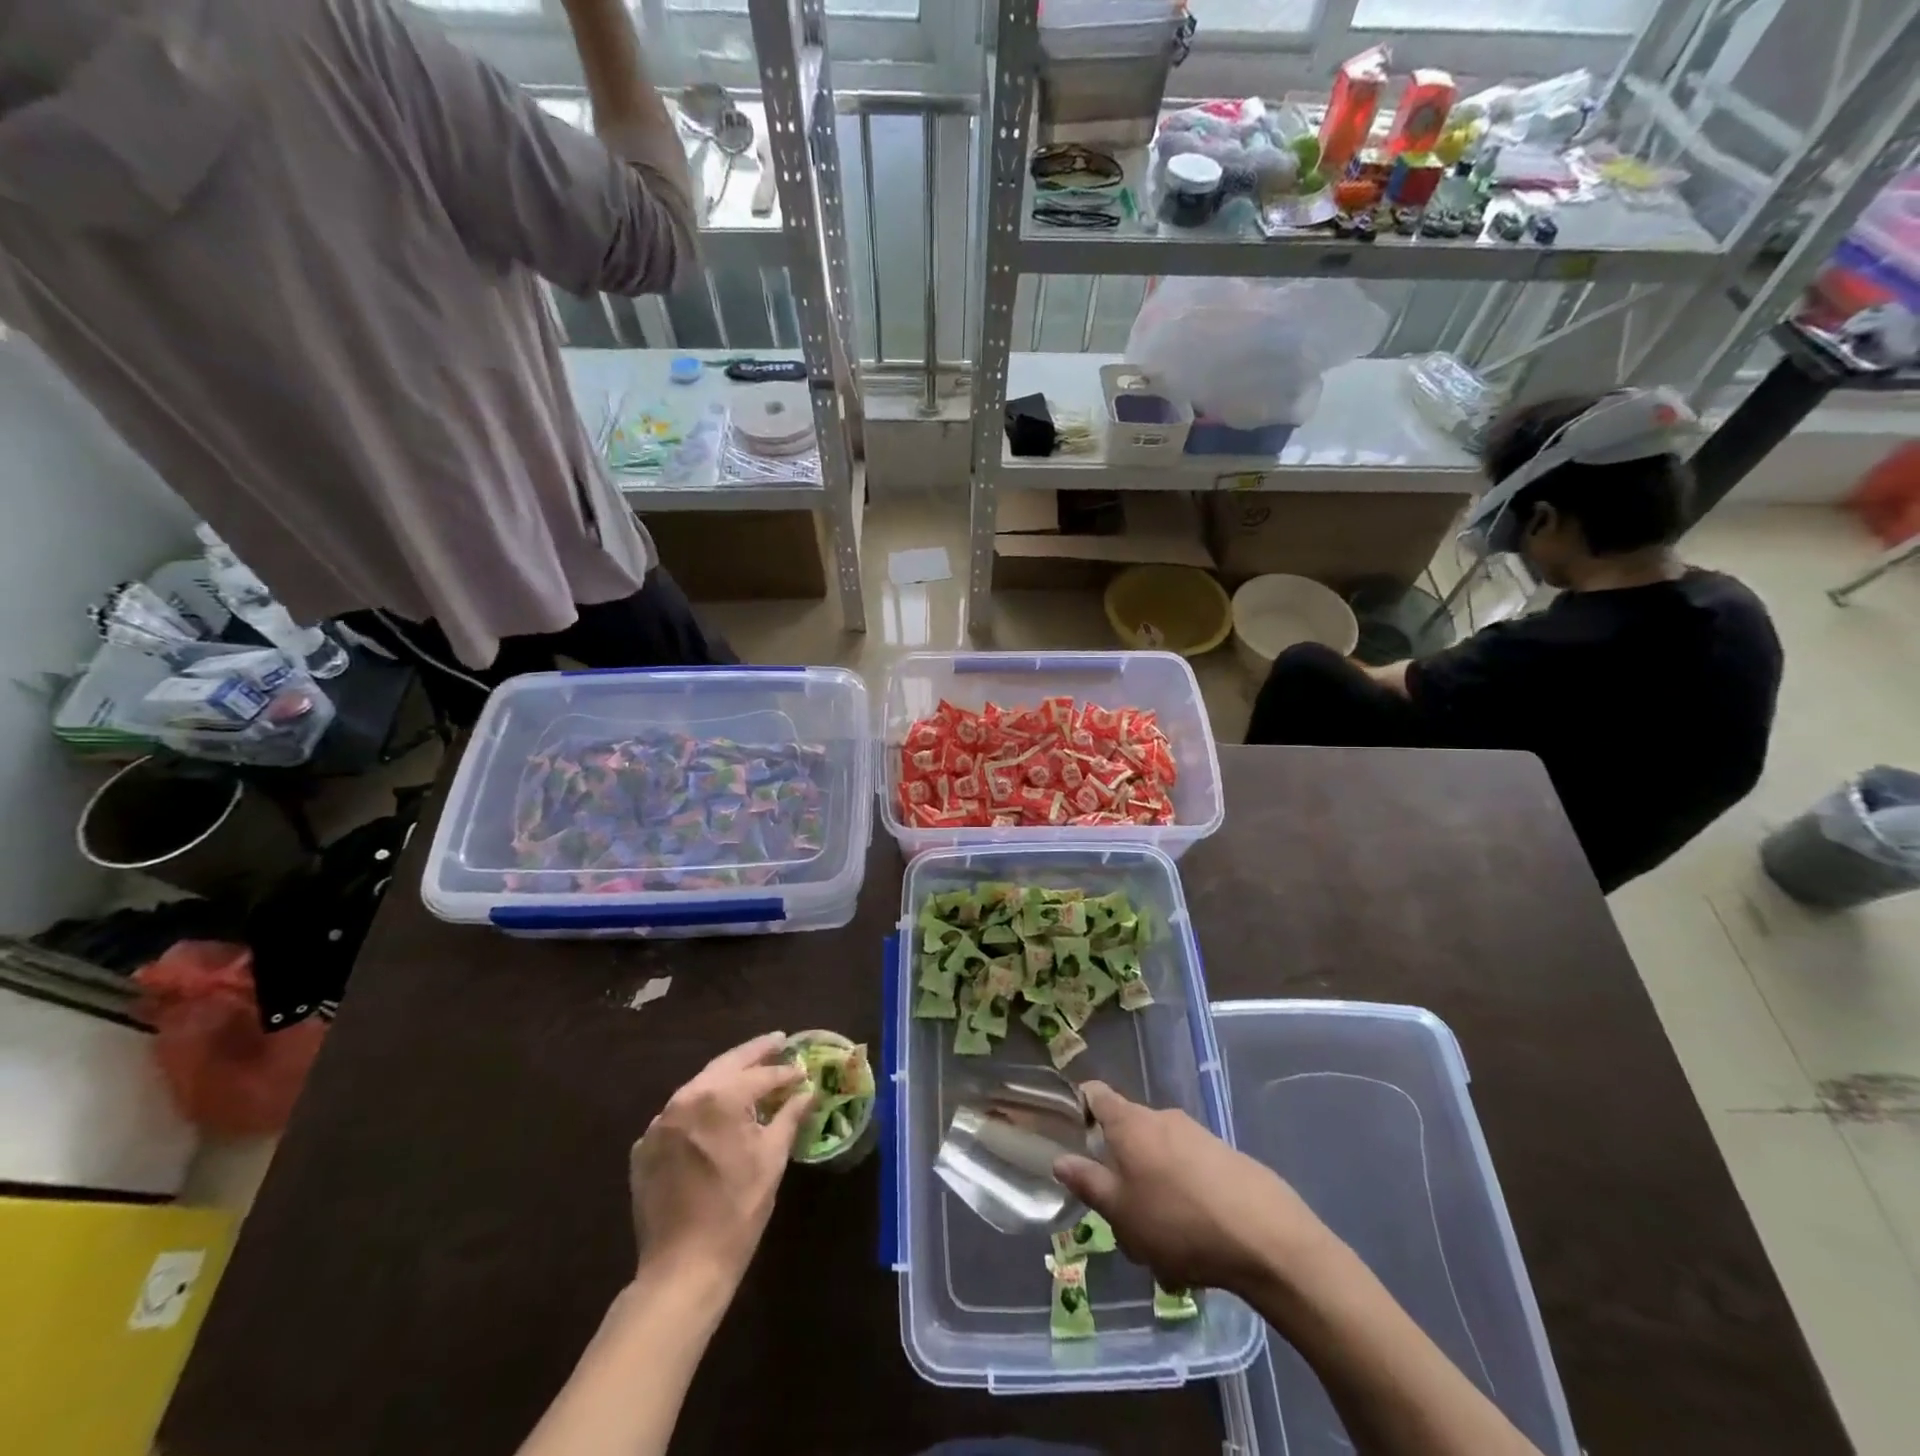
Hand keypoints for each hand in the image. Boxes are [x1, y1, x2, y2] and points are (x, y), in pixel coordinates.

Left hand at [629, 1032, 811, 1282]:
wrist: (682, 1268)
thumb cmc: (737, 1209)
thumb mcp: (772, 1158)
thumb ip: (789, 1115)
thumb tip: (807, 1091)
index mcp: (719, 1098)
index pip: (761, 1075)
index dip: (786, 1072)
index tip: (803, 1069)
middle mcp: (685, 1099)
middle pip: (725, 1065)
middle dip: (753, 1053)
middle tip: (777, 1041)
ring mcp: (659, 1123)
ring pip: (699, 1086)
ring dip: (726, 1077)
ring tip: (750, 1072)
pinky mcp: (644, 1147)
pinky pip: (678, 1114)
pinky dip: (700, 1106)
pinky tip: (716, 1113)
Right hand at [1053, 1081, 1325, 1293]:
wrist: (1267, 1237)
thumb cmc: (1178, 1221)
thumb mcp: (1121, 1212)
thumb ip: (1088, 1183)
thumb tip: (1059, 1159)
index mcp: (1130, 1122)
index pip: (1096, 1094)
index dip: (1080, 1107)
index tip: (1073, 1136)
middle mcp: (1162, 1117)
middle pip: (1129, 1132)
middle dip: (1121, 1168)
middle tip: (1121, 1215)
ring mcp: (1197, 1134)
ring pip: (1161, 1158)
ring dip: (1154, 1191)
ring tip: (1162, 1245)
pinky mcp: (1226, 1156)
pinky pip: (1190, 1172)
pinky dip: (1184, 1199)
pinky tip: (1195, 1244)